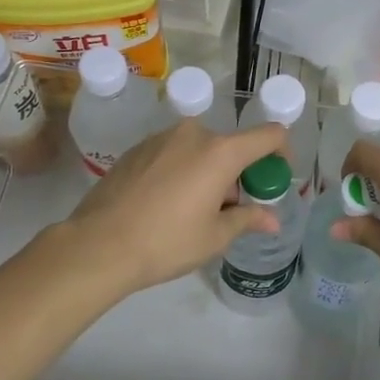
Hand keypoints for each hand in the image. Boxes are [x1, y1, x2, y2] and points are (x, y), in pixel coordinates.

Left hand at [59, 117, 288, 296]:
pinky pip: (174, 153)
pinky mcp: (137, 149)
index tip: (277, 177)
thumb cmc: (166, 242)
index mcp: (220, 152)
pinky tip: (165, 204)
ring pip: (201, 150)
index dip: (282, 151)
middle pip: (231, 147)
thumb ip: (248, 219)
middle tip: (229, 210)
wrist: (98, 245)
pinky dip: (182, 171)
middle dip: (238, 174)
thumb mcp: (214, 237)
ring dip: (208, 172)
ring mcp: (161, 138)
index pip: (268, 135)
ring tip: (193, 211)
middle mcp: (193, 134)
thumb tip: (273, 220)